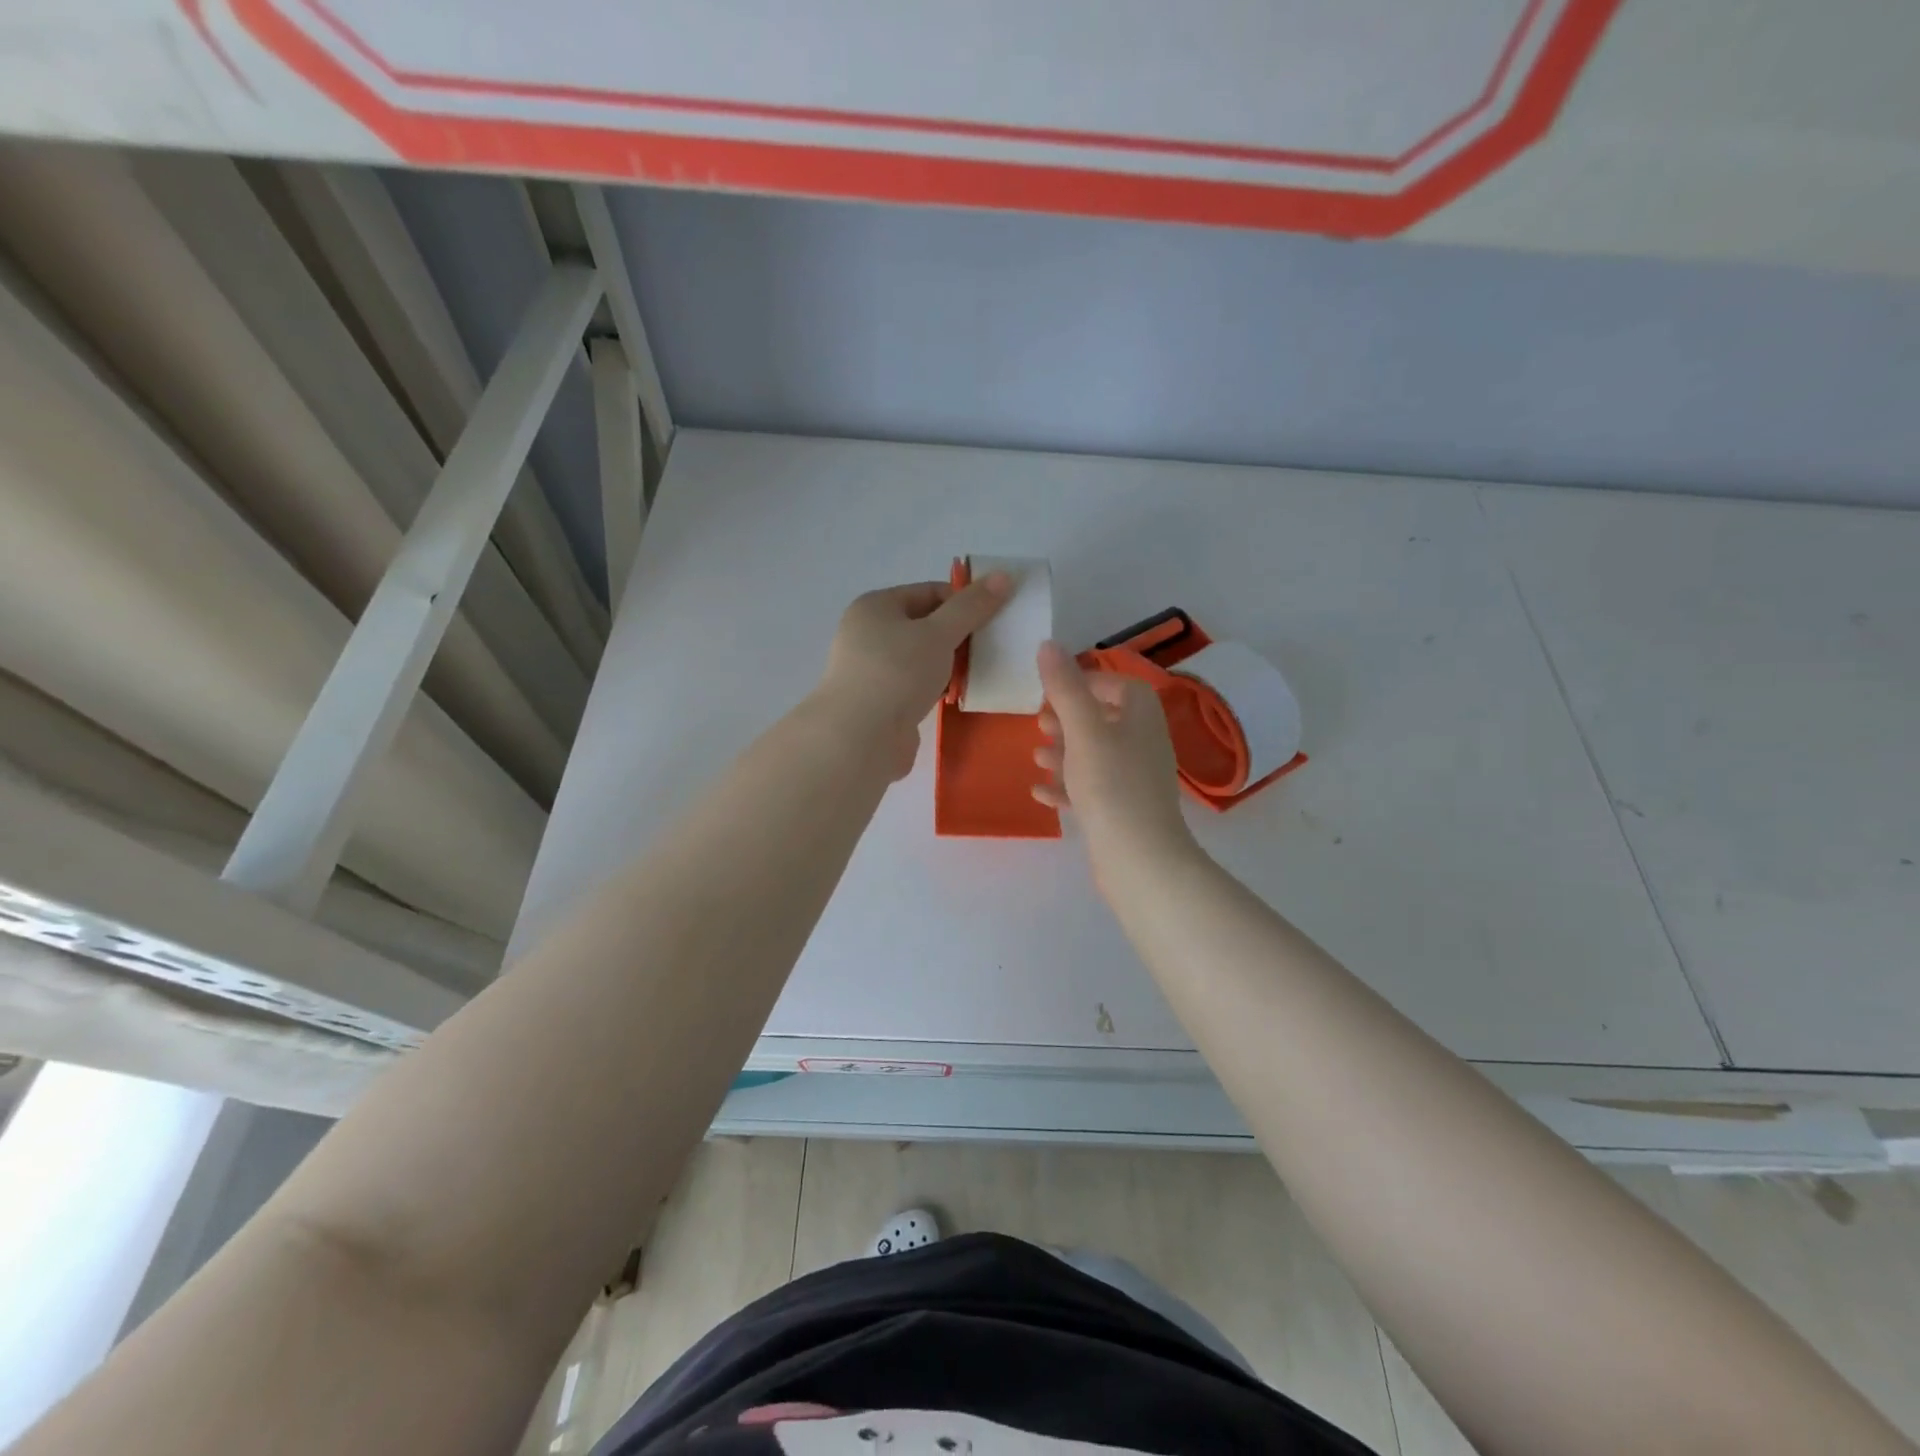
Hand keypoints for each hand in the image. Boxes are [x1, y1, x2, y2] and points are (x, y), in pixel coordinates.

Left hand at [815, 574, 1010, 777]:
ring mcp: (872, 671)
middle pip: (924, 625)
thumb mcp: (939, 633)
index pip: (929, 592)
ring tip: (979, 673)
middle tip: (991, 647)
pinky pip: (916, 687)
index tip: (994, 619)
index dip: (963, 601)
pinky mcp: (880, 703)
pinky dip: (936, 689)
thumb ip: (971, 607)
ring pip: (921, 659)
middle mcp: (868, 634)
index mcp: (875, 606)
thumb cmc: (897, 673)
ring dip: (949, 665)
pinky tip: (957, 697)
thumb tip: (1004, 575)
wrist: (860, 738)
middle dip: (958, 635)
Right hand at [1032, 642, 1196, 884]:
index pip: (1119, 685)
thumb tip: (1048, 644)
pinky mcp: (1123, 810)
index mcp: (1141, 716)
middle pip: (1104, 719)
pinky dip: (1066, 785)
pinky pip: (1092, 788)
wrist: (1139, 857)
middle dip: (1069, 718)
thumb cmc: (1111, 783)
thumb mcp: (1082, 728)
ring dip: (1064, 752)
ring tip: (1035, 754)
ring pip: (1095, 755)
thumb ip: (1064, 686)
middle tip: (1039, 722)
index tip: (1053, 690)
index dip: (1087, 682)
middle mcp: (1143, 743)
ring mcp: (1135, 779)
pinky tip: (1040, 791)